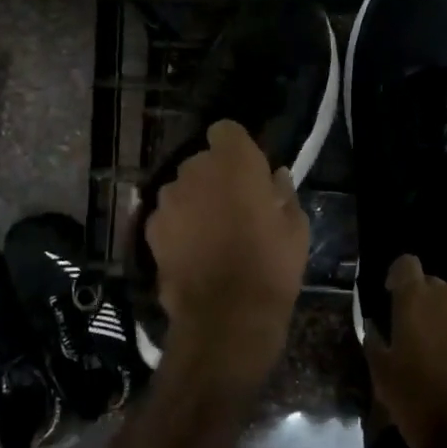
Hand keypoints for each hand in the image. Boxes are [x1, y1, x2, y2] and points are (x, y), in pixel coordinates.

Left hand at [145, 120, 308, 397]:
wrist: (226, 318)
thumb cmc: (271, 267)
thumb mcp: (295, 228)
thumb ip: (282, 192)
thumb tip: (274, 177)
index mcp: (234, 162)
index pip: (225, 129)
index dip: (236, 148)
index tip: (248, 170)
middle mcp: (195, 170)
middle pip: (202, 161)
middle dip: (215, 176)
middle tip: (234, 206)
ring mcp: (168, 199)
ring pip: (182, 187)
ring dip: (195, 200)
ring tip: (211, 232)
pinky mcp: (151, 228)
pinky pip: (167, 215)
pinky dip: (178, 225)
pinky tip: (192, 251)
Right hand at [364, 255, 446, 447]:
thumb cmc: (419, 404)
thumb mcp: (381, 376)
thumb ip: (376, 341)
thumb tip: (376, 327)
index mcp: (416, 300)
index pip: (406, 264)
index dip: (400, 278)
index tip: (396, 298)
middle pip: (437, 288)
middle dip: (429, 307)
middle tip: (426, 339)